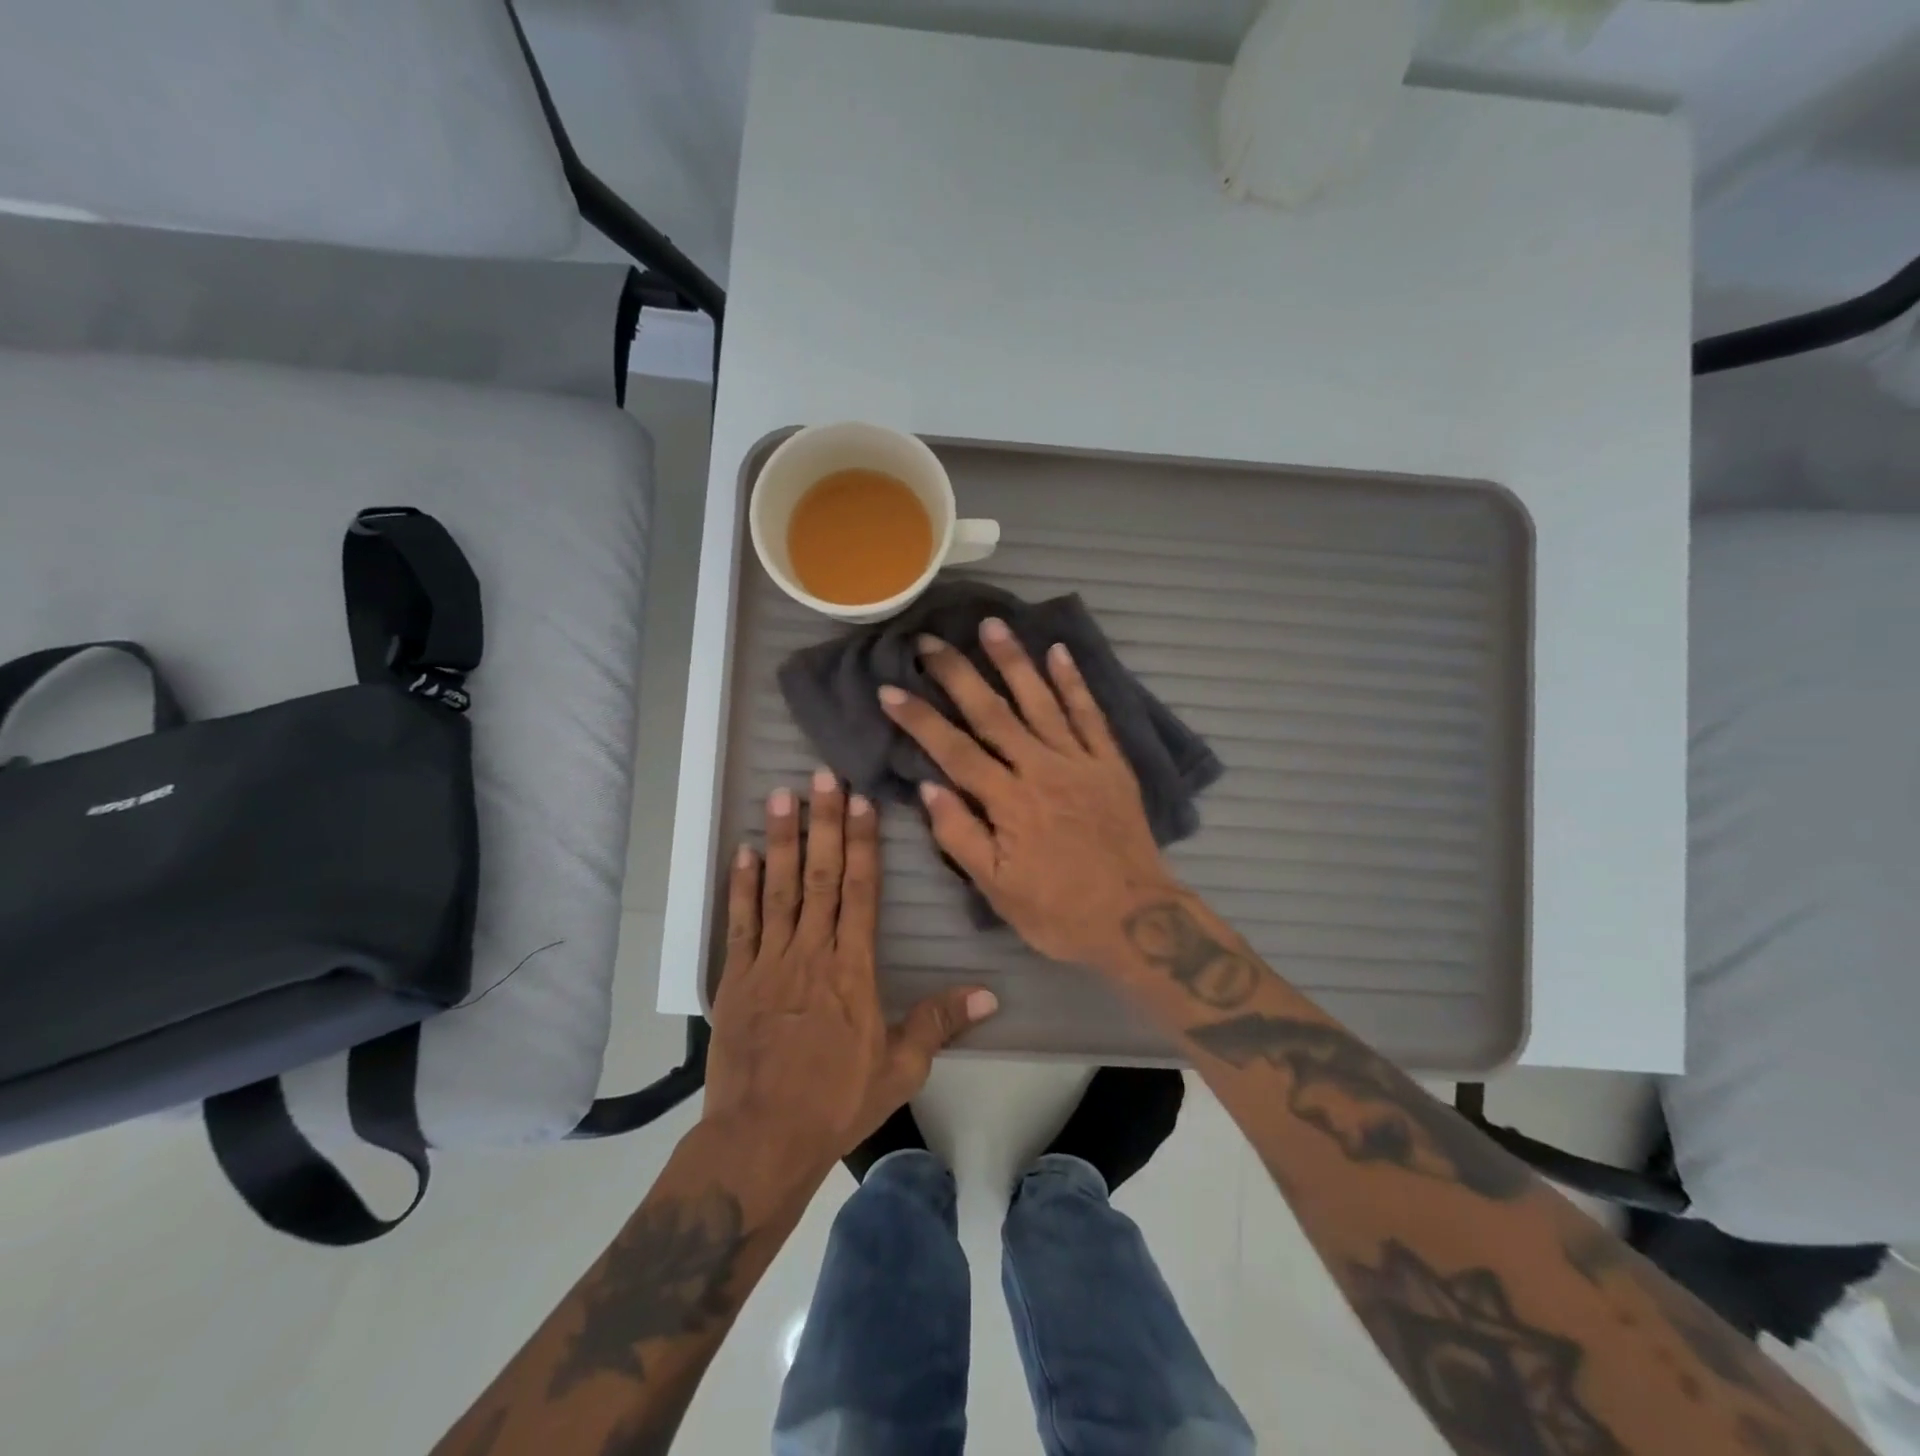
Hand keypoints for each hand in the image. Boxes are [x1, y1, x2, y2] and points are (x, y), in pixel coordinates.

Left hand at [703, 770, 999, 1181]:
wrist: (763, 1138)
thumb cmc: (837, 1101)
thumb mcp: (901, 1067)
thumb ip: (940, 1022)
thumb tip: (990, 994)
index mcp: (853, 969)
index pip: (861, 892)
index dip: (862, 844)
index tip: (860, 803)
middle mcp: (812, 952)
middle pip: (820, 876)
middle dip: (824, 823)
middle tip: (822, 777)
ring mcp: (770, 962)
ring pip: (778, 889)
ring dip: (782, 839)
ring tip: (782, 795)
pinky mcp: (736, 979)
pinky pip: (741, 923)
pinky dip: (741, 885)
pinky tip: (744, 851)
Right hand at [879, 619, 1177, 967]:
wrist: (1136, 919)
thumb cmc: (1058, 912)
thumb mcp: (997, 890)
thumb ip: (960, 836)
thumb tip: (928, 786)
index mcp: (1009, 802)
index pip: (954, 750)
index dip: (919, 718)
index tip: (889, 689)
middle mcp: (1041, 770)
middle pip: (992, 713)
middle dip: (957, 674)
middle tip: (928, 641)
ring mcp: (1080, 761)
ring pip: (1041, 701)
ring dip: (1014, 661)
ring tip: (991, 625)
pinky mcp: (1110, 764)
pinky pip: (1090, 715)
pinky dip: (1074, 682)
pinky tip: (1059, 652)